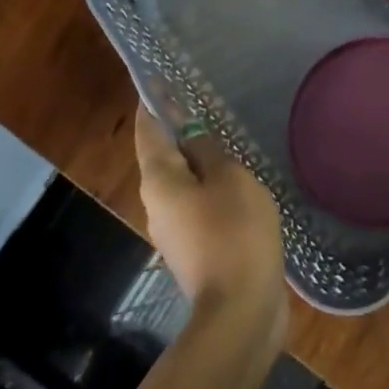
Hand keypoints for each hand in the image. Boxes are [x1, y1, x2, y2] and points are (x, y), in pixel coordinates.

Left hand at [134, 108, 285, 346]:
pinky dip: (210, 187)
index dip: (155, 101)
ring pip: (182, 182)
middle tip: (204, 103)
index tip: (162, 77)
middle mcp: (156, 203)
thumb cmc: (234, 232)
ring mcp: (173, 231)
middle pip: (163, 155)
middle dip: (179, 129)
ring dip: (198, 161)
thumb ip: (207, 149)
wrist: (240, 312)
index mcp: (159, 180)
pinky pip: (197, 205)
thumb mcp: (228, 178)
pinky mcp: (194, 250)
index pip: (149, 128)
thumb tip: (189, 130)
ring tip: (226, 139)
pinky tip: (236, 182)